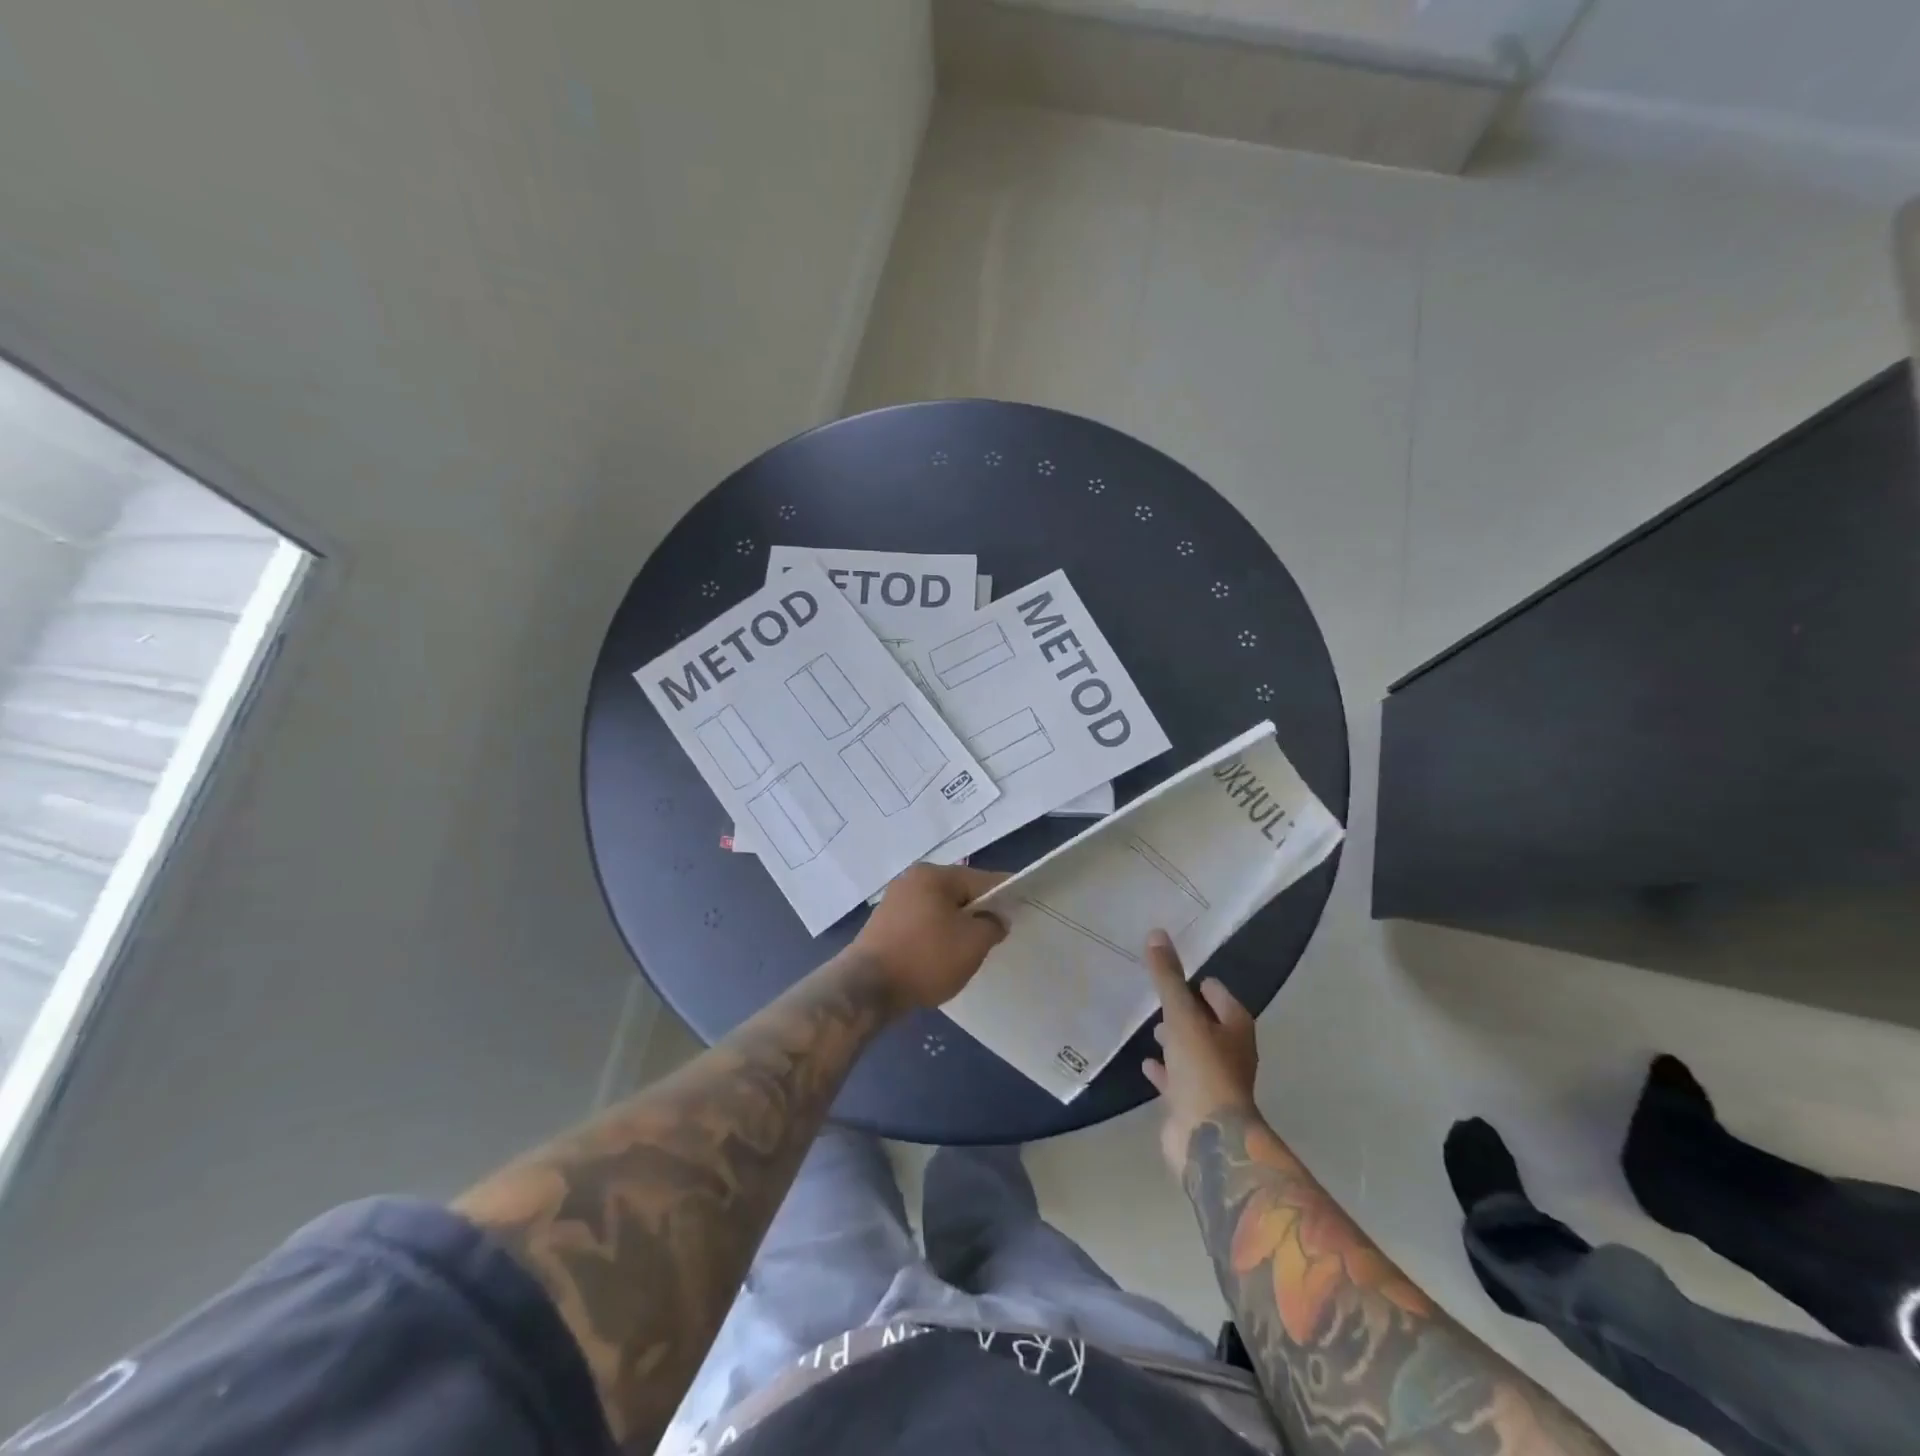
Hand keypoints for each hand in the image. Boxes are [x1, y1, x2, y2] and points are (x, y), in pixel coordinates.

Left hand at [849, 864, 1008, 1010]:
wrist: (866, 989)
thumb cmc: (925, 958)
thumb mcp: (972, 944)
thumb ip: (992, 925)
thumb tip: (995, 919)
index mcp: (934, 875)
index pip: (981, 879)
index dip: (1005, 894)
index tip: (1022, 909)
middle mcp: (911, 880)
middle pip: (958, 893)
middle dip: (978, 913)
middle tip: (995, 937)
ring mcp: (894, 902)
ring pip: (939, 910)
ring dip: (956, 927)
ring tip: (969, 951)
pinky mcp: (883, 925)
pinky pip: (922, 924)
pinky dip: (936, 936)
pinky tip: (941, 957)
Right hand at [1142, 930, 1258, 1177]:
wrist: (1210, 1138)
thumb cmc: (1203, 1068)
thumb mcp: (1181, 1015)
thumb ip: (1167, 977)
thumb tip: (1157, 933)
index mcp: (1235, 1027)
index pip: (1216, 992)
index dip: (1197, 981)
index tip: (1171, 970)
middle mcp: (1229, 1050)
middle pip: (1206, 1021)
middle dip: (1185, 1010)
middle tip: (1158, 996)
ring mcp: (1213, 1079)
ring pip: (1191, 1050)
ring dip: (1175, 1039)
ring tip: (1151, 1026)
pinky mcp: (1195, 1103)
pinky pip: (1177, 1078)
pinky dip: (1164, 1069)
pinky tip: (1146, 1063)